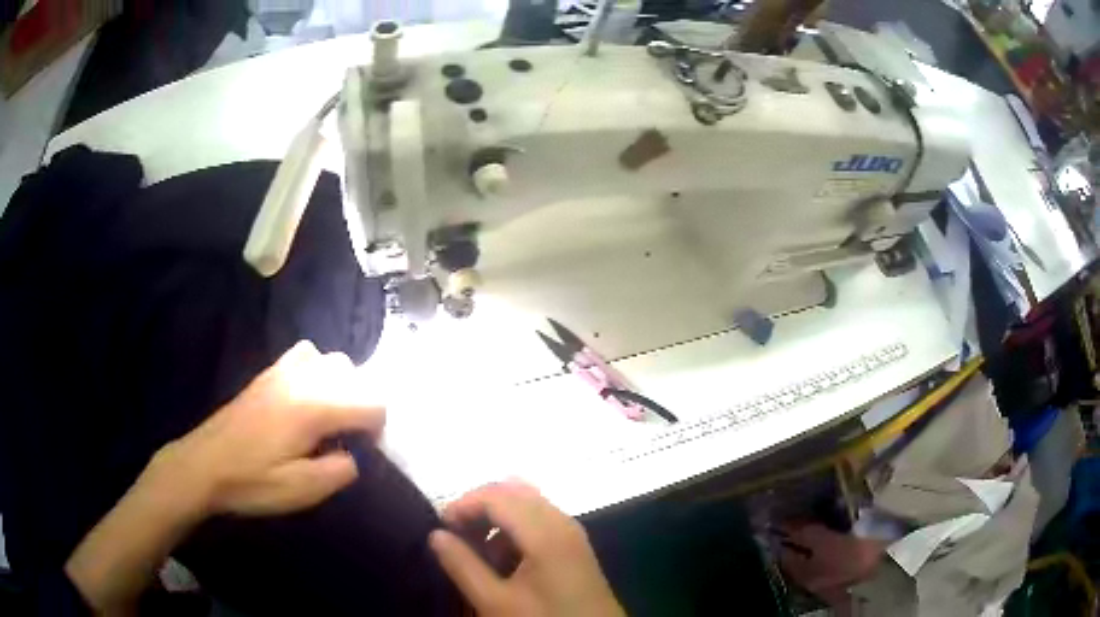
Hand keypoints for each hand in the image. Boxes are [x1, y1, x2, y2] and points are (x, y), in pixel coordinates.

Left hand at [155, 340, 384, 516]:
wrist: (202, 466)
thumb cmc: (252, 481)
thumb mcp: (303, 490)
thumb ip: (341, 471)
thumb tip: (355, 456)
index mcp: (314, 408)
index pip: (371, 402)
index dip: (378, 429)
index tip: (364, 452)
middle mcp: (301, 380)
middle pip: (352, 374)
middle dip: (360, 404)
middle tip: (346, 438)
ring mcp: (280, 373)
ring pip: (329, 359)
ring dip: (339, 385)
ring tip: (328, 416)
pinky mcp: (265, 376)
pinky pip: (303, 356)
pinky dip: (315, 371)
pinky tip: (303, 400)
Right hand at [429, 482, 623, 616]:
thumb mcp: (495, 601)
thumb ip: (463, 565)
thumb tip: (436, 534)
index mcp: (545, 531)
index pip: (497, 496)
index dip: (463, 504)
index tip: (440, 527)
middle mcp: (562, 521)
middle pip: (513, 492)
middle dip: (479, 507)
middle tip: (455, 534)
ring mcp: (572, 532)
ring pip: (528, 504)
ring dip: (497, 518)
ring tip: (475, 549)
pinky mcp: (575, 546)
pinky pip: (540, 520)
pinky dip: (515, 529)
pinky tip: (503, 558)